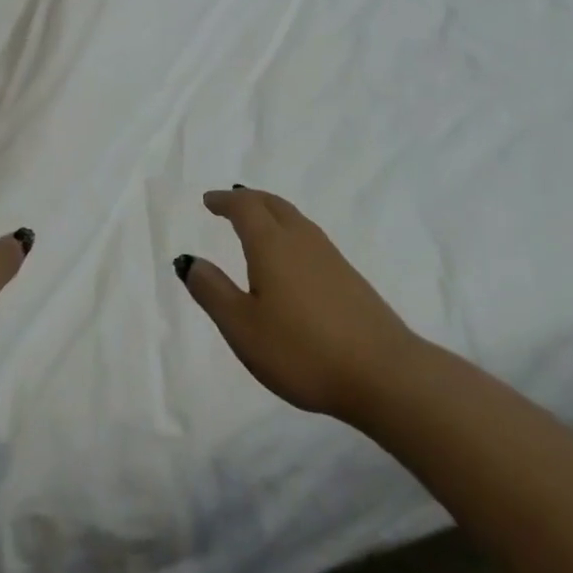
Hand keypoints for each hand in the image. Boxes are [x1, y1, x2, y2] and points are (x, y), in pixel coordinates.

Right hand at [177, 187, 418, 427]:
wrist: (384, 373)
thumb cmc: (302, 350)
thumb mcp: (243, 328)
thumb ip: (213, 292)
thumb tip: (189, 260)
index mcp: (271, 244)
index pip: (244, 207)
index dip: (225, 200)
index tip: (209, 200)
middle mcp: (300, 239)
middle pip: (272, 204)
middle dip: (248, 199)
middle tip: (230, 203)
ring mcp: (329, 256)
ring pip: (294, 218)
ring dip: (270, 212)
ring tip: (257, 222)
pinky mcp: (349, 276)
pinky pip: (309, 237)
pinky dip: (289, 231)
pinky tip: (291, 257)